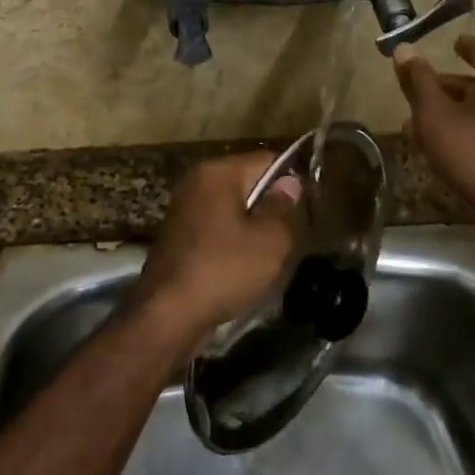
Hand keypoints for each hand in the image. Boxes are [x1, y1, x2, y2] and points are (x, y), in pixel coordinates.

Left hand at [137, 153, 300, 343]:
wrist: (167, 314)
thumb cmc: (224, 269)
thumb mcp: (269, 240)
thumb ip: (283, 207)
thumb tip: (289, 183)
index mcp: (218, 172)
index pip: (266, 160)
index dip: (291, 180)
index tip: (306, 207)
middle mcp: (196, 181)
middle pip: (247, 182)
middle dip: (269, 204)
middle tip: (291, 233)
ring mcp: (183, 208)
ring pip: (231, 207)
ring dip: (251, 225)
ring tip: (270, 252)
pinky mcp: (178, 235)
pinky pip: (215, 227)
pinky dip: (231, 240)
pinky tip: (242, 265)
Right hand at [394, 35, 474, 227]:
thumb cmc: (473, 153)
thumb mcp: (435, 115)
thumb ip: (418, 80)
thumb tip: (403, 48)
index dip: (461, 47)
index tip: (450, 45)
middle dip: (453, 83)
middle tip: (426, 88)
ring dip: (463, 106)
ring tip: (432, 117)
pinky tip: (456, 139)